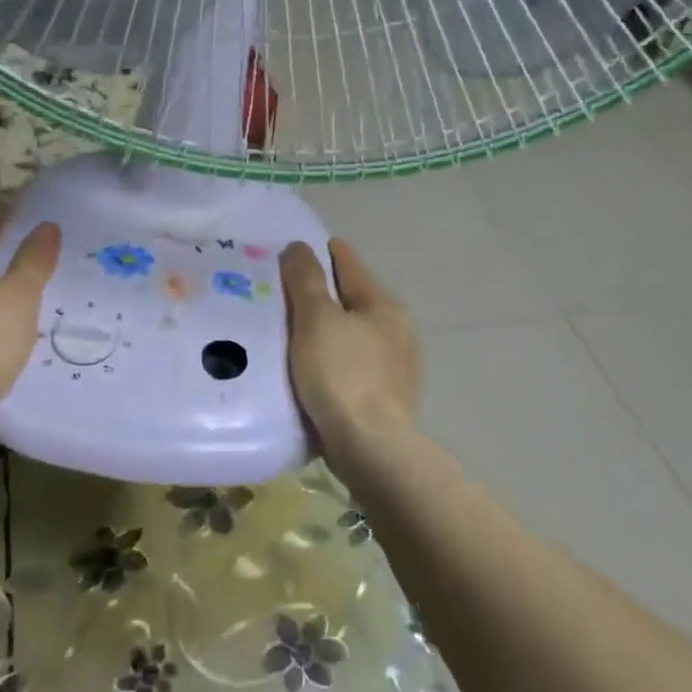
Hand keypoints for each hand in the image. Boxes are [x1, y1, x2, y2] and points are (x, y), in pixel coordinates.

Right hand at [278, 239, 419, 461]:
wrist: (369, 447)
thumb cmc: (340, 375)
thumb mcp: (315, 320)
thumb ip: (306, 280)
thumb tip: (299, 247)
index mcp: (383, 308)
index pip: (352, 268)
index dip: (331, 254)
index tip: (312, 245)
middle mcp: (398, 333)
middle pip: (357, 302)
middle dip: (329, 295)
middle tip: (294, 290)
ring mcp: (398, 369)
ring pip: (358, 337)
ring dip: (334, 331)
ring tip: (301, 332)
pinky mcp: (389, 399)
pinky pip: (357, 367)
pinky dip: (339, 360)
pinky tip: (320, 369)